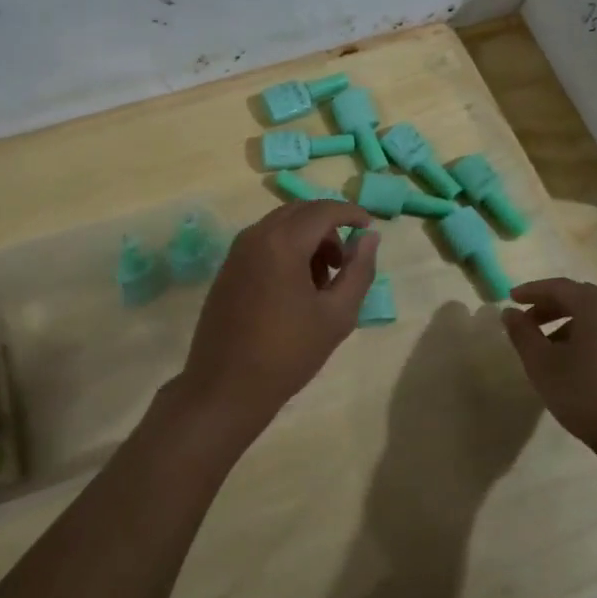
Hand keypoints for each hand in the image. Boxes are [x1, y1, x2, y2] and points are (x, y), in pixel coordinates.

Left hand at [163, 200, 378, 461]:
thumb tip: (370, 237)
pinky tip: (295, 290)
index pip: (323, 210)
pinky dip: (286, 251)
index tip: (370, 226)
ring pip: (280, 226)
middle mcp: (255, 236)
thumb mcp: (337, 315)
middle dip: (328, 227)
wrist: (226, 387)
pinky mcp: (227, 269)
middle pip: (300, 212)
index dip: (351, 213)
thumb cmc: (288, 353)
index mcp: (282, 242)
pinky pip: (263, 243)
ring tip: (322, 283)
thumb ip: (359, 270)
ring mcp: (236, 252)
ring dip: (307, 240)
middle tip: (345, 261)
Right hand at [500, 278, 596, 472]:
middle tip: (530, 321)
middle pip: (583, 299)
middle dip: (552, 306)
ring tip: (553, 349)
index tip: (511, 298)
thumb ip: (522, 334)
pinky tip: (584, 368)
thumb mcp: (542, 365)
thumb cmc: (586, 395)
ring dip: (573, 325)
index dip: (532, 291)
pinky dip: (595, 341)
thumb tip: (510, 312)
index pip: (560, 287)